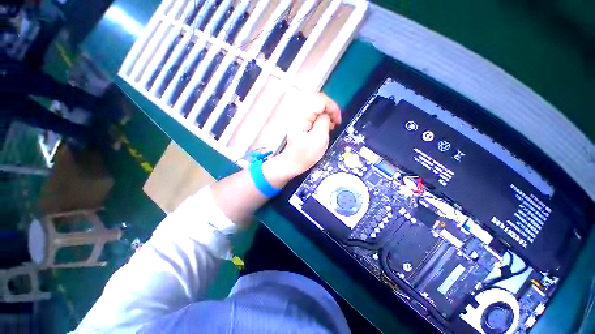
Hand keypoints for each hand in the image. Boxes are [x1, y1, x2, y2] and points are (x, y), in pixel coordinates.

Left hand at [264, 93, 340, 183]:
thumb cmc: (305, 155)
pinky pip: (313, 112)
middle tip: (335, 123)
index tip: (338, 120)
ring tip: (330, 126)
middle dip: (330, 109)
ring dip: (326, 113)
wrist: (292, 163)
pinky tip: (323, 126)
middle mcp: (298, 112)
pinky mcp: (300, 121)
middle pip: (318, 100)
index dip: (333, 107)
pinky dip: (321, 117)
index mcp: (302, 116)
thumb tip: (327, 114)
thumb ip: (324, 122)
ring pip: (316, 105)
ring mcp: (298, 116)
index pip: (320, 100)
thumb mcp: (319, 139)